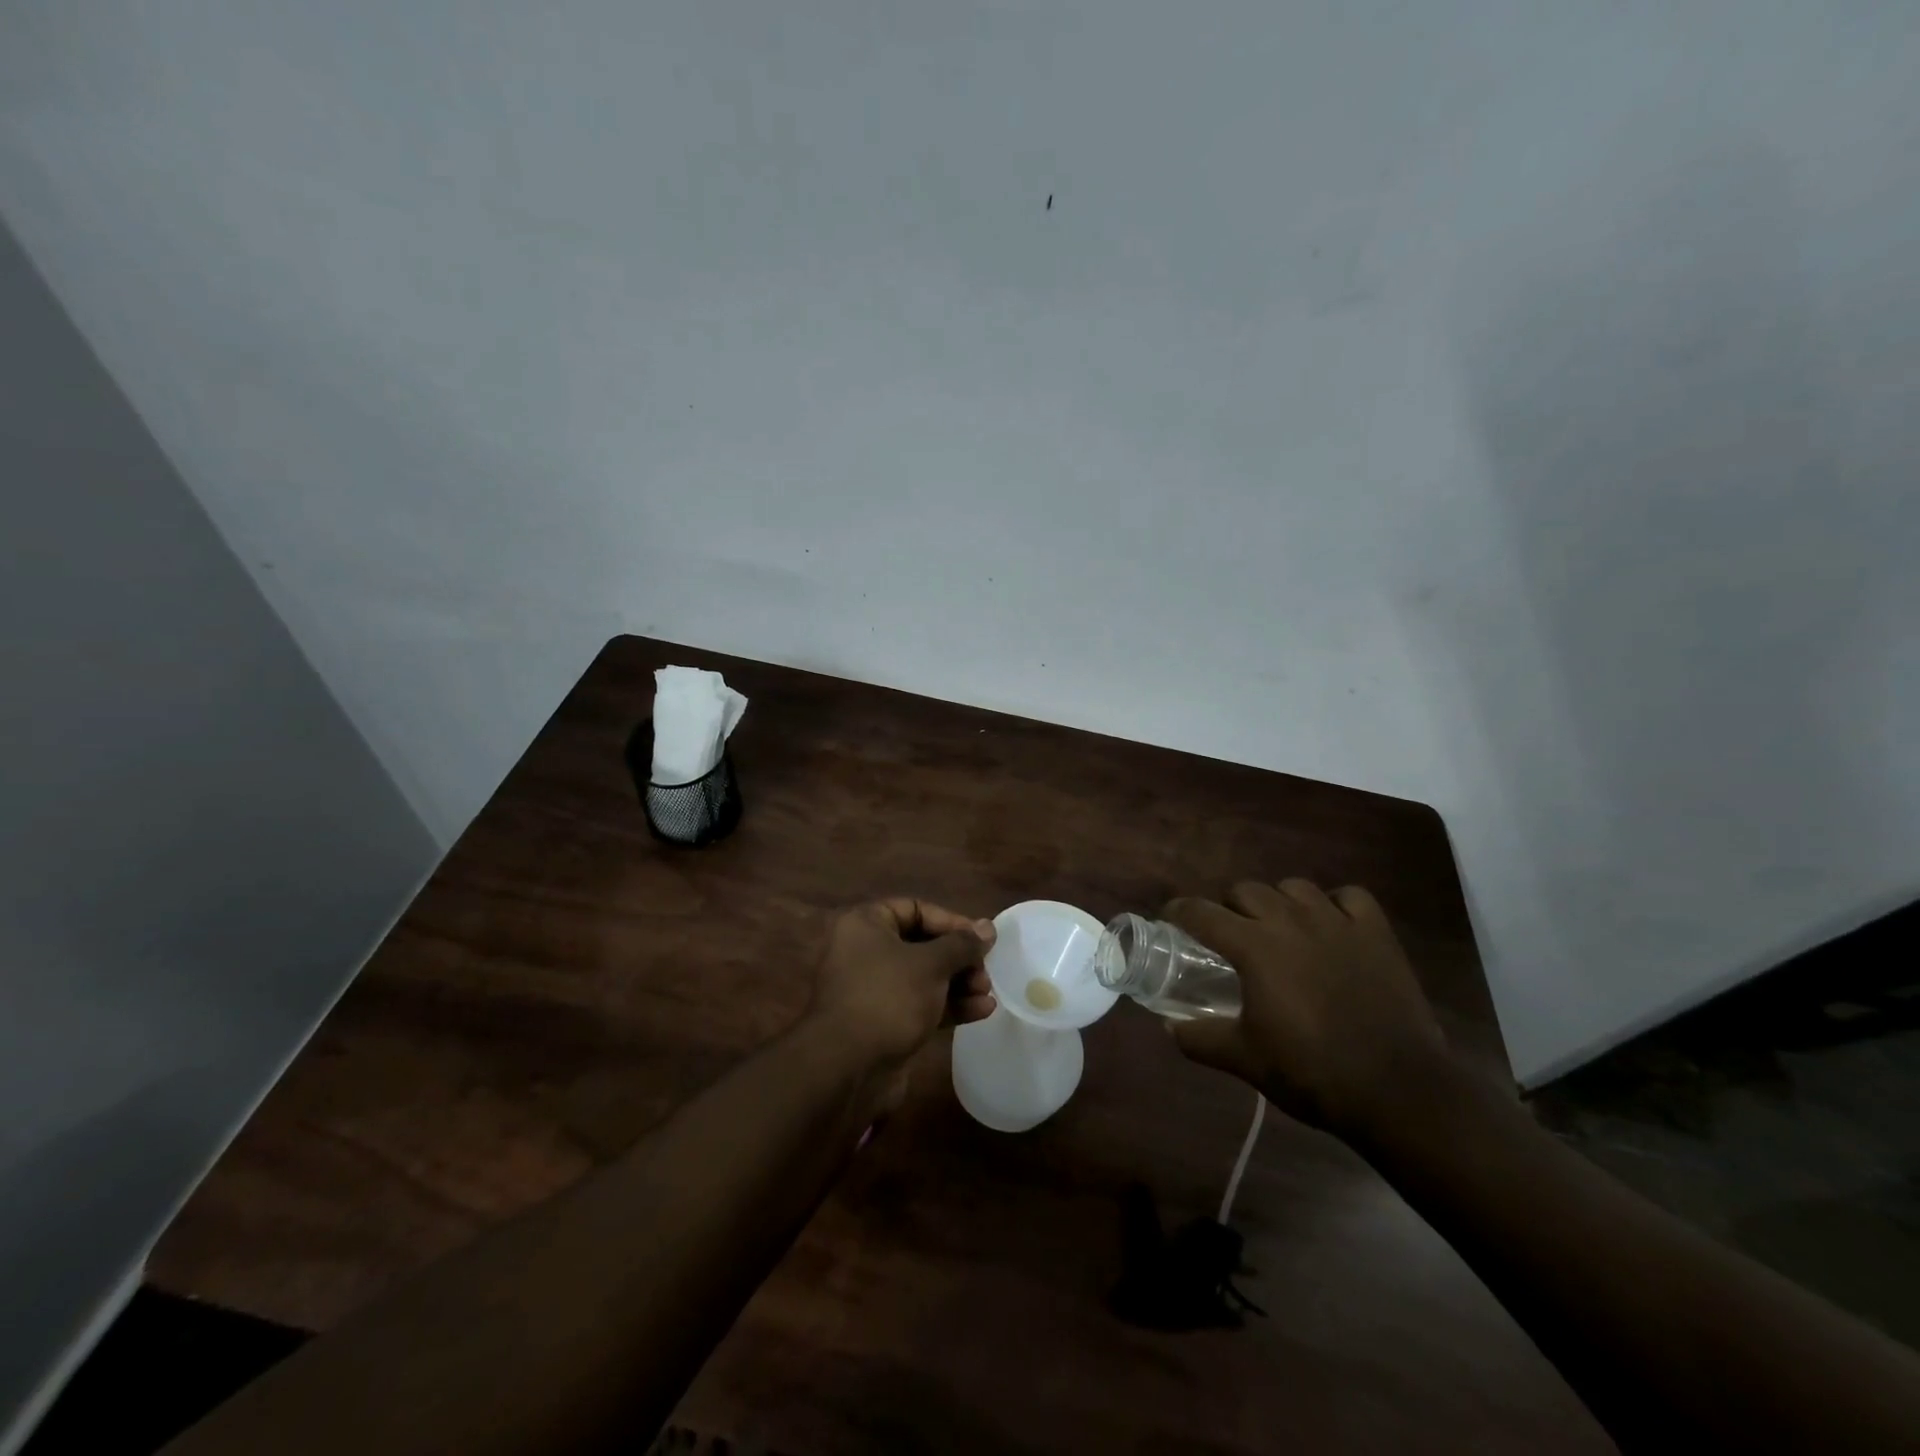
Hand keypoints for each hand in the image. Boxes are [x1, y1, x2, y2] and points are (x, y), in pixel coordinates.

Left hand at [807, 898, 996, 1071]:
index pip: (915, 910)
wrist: (847, 1068)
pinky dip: (948, 1005)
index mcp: (866, 925)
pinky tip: (981, 1011)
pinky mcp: (883, 1022)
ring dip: (958, 983)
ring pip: (923, 977)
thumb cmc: (888, 997)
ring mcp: (873, 990)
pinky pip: (920, 1005)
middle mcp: (865, 952)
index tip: (981, 939)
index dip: (951, 922)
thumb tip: (988, 927)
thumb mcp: (931, 964)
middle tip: (985, 971)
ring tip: (987, 992)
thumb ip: (962, 944)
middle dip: (958, 958)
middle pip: (922, 945)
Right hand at [1163, 880, 1450, 1140]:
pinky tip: (1331, 925)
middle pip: (1246, 890)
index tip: (1171, 917)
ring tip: (1280, 927)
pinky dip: (1335, 904)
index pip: (1202, 913)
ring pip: (1295, 887)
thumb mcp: (1245, 1059)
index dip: (1180, 911)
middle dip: (1230, 907)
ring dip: (1278, 901)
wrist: (1398, 1091)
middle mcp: (1291, 921)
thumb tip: (1170, 1028)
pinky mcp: (1377, 933)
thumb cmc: (1312, 1072)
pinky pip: (1350, 897)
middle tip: (1230, 935)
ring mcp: (1338, 923)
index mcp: (1254, 946)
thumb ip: (1200, 1039)